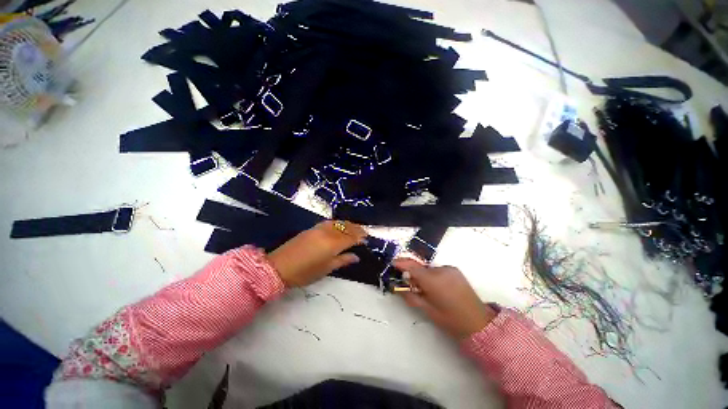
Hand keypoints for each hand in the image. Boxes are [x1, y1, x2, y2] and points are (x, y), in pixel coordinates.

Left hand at [267, 221, 366, 286]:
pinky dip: (338, 223)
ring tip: (355, 228)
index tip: (367, 239)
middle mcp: (328, 233)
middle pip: (346, 228)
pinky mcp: (312, 228)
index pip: (351, 237)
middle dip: (357, 229)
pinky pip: (330, 222)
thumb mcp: (326, 269)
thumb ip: (342, 260)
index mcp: (333, 244)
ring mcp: (319, 228)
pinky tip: (340, 226)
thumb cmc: (304, 273)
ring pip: (338, 223)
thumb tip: (356, 256)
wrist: (278, 267)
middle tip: (364, 232)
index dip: (360, 237)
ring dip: (348, 224)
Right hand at [393, 258, 496, 338]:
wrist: (478, 321)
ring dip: (424, 276)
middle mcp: (441, 270)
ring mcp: (449, 269)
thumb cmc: (451, 320)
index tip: (393, 263)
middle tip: (411, 285)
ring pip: (429, 269)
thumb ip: (411, 297)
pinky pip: (438, 270)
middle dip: (413, 274)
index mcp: (433, 281)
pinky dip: (434, 276)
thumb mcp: (428, 311)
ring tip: (428, 290)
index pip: (413, 268)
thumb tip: (398, 288)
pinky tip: (439, 288)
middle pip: (420, 268)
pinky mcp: (455, 270)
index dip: (402, 264)